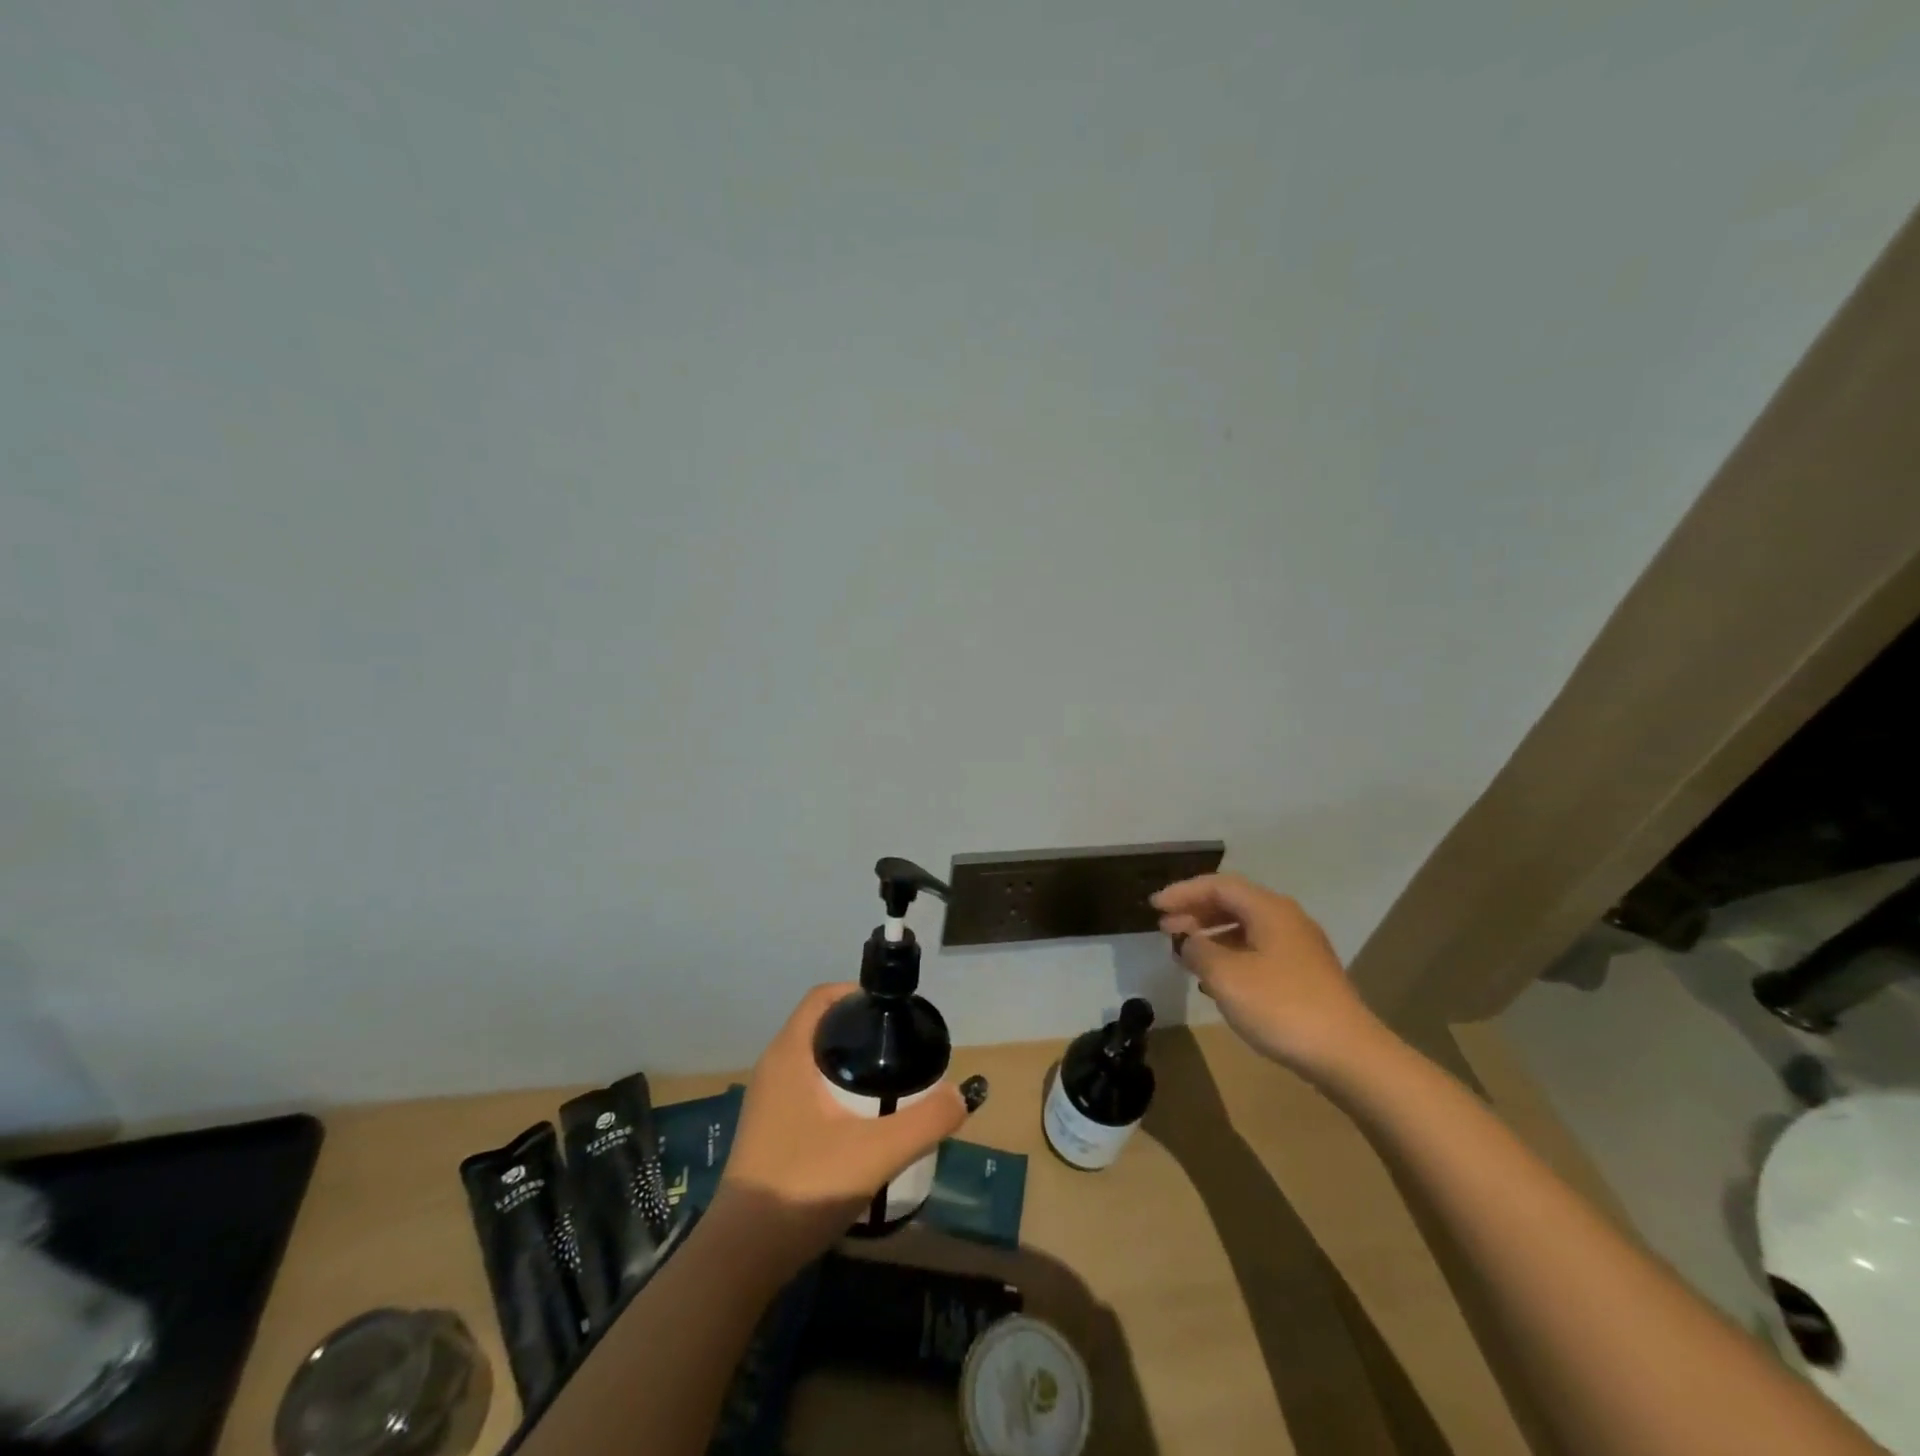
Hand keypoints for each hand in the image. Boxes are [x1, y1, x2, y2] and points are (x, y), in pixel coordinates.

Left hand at [716, 983, 966, 1264]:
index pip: (822, 997)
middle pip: (820, 1026)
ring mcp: (766, 1100)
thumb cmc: (804, 1186)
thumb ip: (925, 1121)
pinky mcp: (767, 1128)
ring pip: (811, 1059)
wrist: (742, 1256)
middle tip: (898, 1047)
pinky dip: (833, 1086)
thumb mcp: (877, 1153)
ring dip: (846, 1060)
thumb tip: (959, 1095)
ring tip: (886, 1080)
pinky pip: (804, 1086)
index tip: (892, 1011)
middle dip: (859, 1028)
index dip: (858, 994)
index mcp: (789, 1054)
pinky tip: (859, 1119)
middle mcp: (773, 1068)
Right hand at [1152, 873, 1387, 1078]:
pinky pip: (1258, 950)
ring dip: (1211, 935)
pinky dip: (1230, 955)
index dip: (1182, 892)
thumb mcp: (1226, 977)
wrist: (1348, 1055)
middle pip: (1233, 903)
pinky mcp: (1305, 974)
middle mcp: (1286, 919)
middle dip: (1195, 912)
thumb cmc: (1281, 1007)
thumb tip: (1189, 941)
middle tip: (1164, 928)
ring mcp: (1299, 947)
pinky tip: (1216, 979)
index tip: (1154, 907)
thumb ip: (1199, 951)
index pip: (1218, 885)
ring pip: (1245, 928)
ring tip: (1185, 954)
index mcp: (1268, 909)